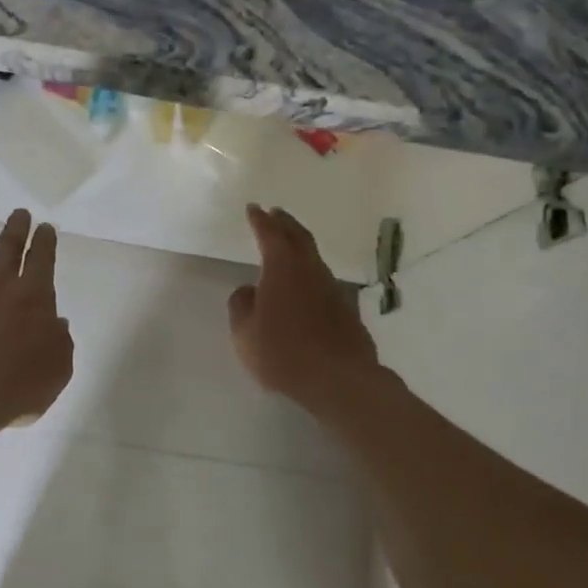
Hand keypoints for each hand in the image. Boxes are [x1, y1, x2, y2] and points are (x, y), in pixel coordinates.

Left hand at [0, 209, 73, 434]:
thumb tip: (57, 323)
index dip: (45, 241)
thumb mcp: (58, 369)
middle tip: (19, 214)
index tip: (46, 227)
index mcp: (34, 296)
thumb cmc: (18, 385)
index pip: (42, 259)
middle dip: (16, 228)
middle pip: (8, 247)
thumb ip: (60, 342)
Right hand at [229, 204, 380, 415]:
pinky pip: (323, 281)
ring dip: (300, 246)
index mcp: (282, 268)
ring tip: (289, 245)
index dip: (260, 220)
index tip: (253, 208)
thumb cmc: (283, 353)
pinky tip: (305, 285)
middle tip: (275, 213)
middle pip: (298, 237)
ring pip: (314, 258)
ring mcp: (332, 289)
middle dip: (285, 223)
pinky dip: (310, 274)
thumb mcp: (244, 333)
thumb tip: (248, 291)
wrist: (339, 379)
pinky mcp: (346, 309)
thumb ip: (241, 306)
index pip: (269, 234)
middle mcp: (310, 270)